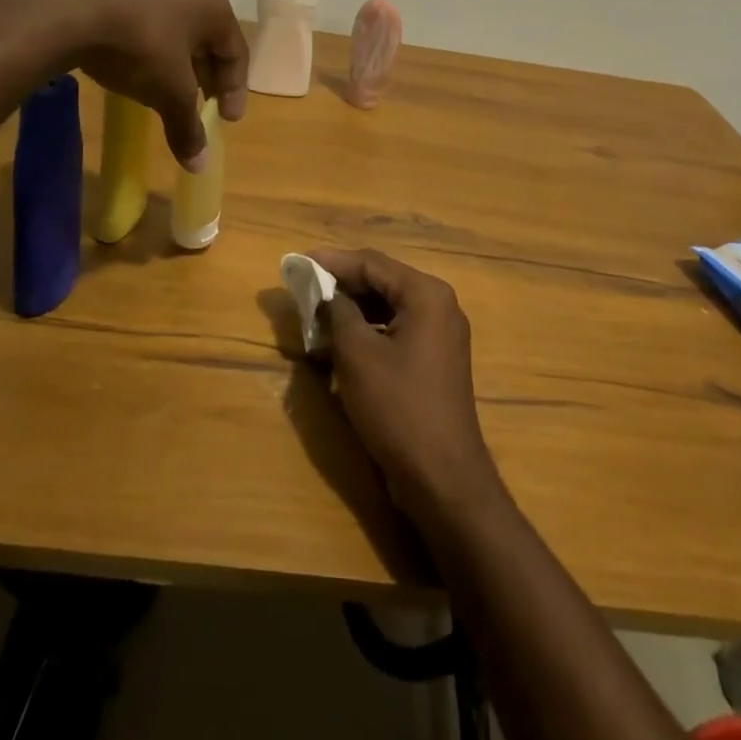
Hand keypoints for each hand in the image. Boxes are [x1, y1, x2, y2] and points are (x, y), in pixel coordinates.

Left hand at [71, 0, 248, 169]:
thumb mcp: (170, 93)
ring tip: (169, 92)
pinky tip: (136, 67)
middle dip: (207, 78)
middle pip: (208, 42)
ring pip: (177, 33)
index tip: (225, 121)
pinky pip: (147, 26)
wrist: (73, 13)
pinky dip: (149, 49)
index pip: (237, 54)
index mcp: (215, 8)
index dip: (235, 91)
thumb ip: (187, 127)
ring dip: (178, 65)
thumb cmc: (142, 48)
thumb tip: (200, 165)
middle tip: (203, 108)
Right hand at [312, 247, 506, 525]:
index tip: (297, 261)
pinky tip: (339, 343)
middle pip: (382, 281)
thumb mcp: (357, 354)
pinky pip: (396, 330)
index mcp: (426, 294)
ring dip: (352, 309)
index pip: (372, 263)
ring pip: (387, 307)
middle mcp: (439, 305)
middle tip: (303, 286)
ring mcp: (440, 335)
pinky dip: (368, 331)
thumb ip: (339, 312)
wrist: (443, 478)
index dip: (332, 260)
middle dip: (341, 284)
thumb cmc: (398, 407)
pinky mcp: (434, 361)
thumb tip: (327, 292)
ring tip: (315, 314)